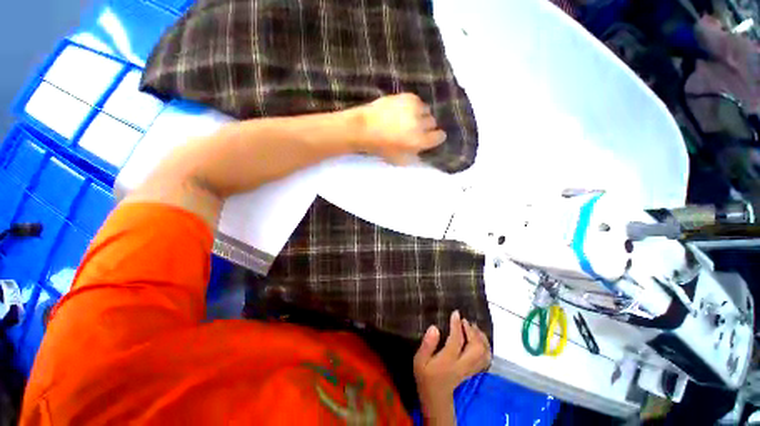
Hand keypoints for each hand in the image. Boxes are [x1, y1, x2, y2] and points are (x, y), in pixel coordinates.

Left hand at [354, 93, 446, 164]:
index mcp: (419, 141)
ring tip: (409, 119)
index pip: (440, 137)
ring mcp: (415, 108)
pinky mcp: (408, 96)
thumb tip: (423, 148)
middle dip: (426, 127)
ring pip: (427, 111)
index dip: (435, 138)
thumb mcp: (400, 160)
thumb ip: (415, 155)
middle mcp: (420, 123)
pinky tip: (404, 111)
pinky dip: (414, 107)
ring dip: (421, 116)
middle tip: (415, 129)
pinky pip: (418, 101)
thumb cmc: (381, 147)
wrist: (365, 127)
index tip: (430, 138)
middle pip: (433, 123)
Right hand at [413, 311, 491, 423]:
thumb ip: (427, 345)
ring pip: (484, 354)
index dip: (457, 325)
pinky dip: (485, 345)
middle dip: (472, 331)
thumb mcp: (419, 360)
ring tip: (473, 326)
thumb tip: (434, 327)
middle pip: (476, 348)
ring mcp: (470, 369)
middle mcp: (462, 365)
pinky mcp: (473, 370)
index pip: (456, 341)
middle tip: (464, 321)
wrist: (436, 397)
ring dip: (481, 338)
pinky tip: (479, 338)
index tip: (455, 313)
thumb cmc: (425, 376)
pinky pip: (485, 358)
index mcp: (447, 362)